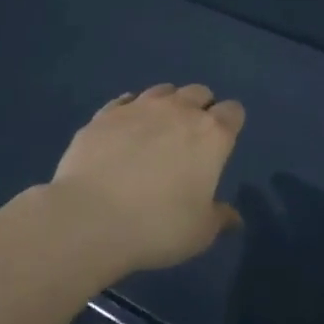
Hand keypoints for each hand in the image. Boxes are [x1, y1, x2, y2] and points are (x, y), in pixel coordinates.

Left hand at [49, 83, 244, 278]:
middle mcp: (179, 111)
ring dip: (167, 105)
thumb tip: (233, 217)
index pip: (233, 112)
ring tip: (157, 131)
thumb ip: (219, 218)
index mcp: (211, 135)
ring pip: (163, 90)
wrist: (90, 217)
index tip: (222, 144)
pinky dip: (130, 111)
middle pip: (199, 93)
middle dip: (200, 108)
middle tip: (190, 139)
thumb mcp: (200, 233)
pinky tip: (124, 131)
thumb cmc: (158, 226)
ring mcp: (139, 108)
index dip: (230, 124)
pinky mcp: (104, 115)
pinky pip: (124, 101)